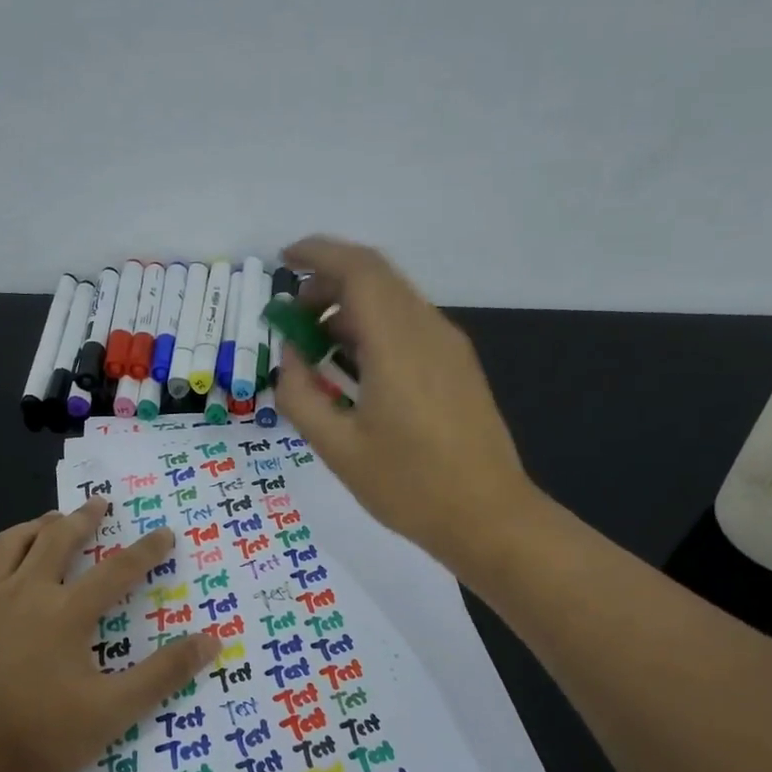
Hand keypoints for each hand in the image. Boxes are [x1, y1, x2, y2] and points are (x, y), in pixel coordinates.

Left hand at [0, 500, 220, 771]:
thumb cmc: (33, 734)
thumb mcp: (111, 712)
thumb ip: (162, 675)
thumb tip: (211, 640)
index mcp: (67, 613)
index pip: (118, 571)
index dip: (146, 550)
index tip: (165, 532)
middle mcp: (26, 594)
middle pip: (57, 540)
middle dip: (83, 518)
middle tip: (98, 503)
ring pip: (8, 546)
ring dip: (33, 526)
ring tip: (48, 519)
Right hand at [274, 235, 534, 571]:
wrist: (488, 517)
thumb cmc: (408, 487)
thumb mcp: (337, 448)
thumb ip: (301, 395)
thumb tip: (290, 355)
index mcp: (398, 345)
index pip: (358, 270)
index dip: (317, 254)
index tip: (282, 260)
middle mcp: (428, 331)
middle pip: (377, 278)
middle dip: (328, 283)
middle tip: (292, 318)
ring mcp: (450, 347)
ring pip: (394, 300)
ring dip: (351, 308)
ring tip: (317, 348)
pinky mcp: (458, 366)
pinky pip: (410, 325)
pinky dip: (374, 328)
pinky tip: (355, 368)